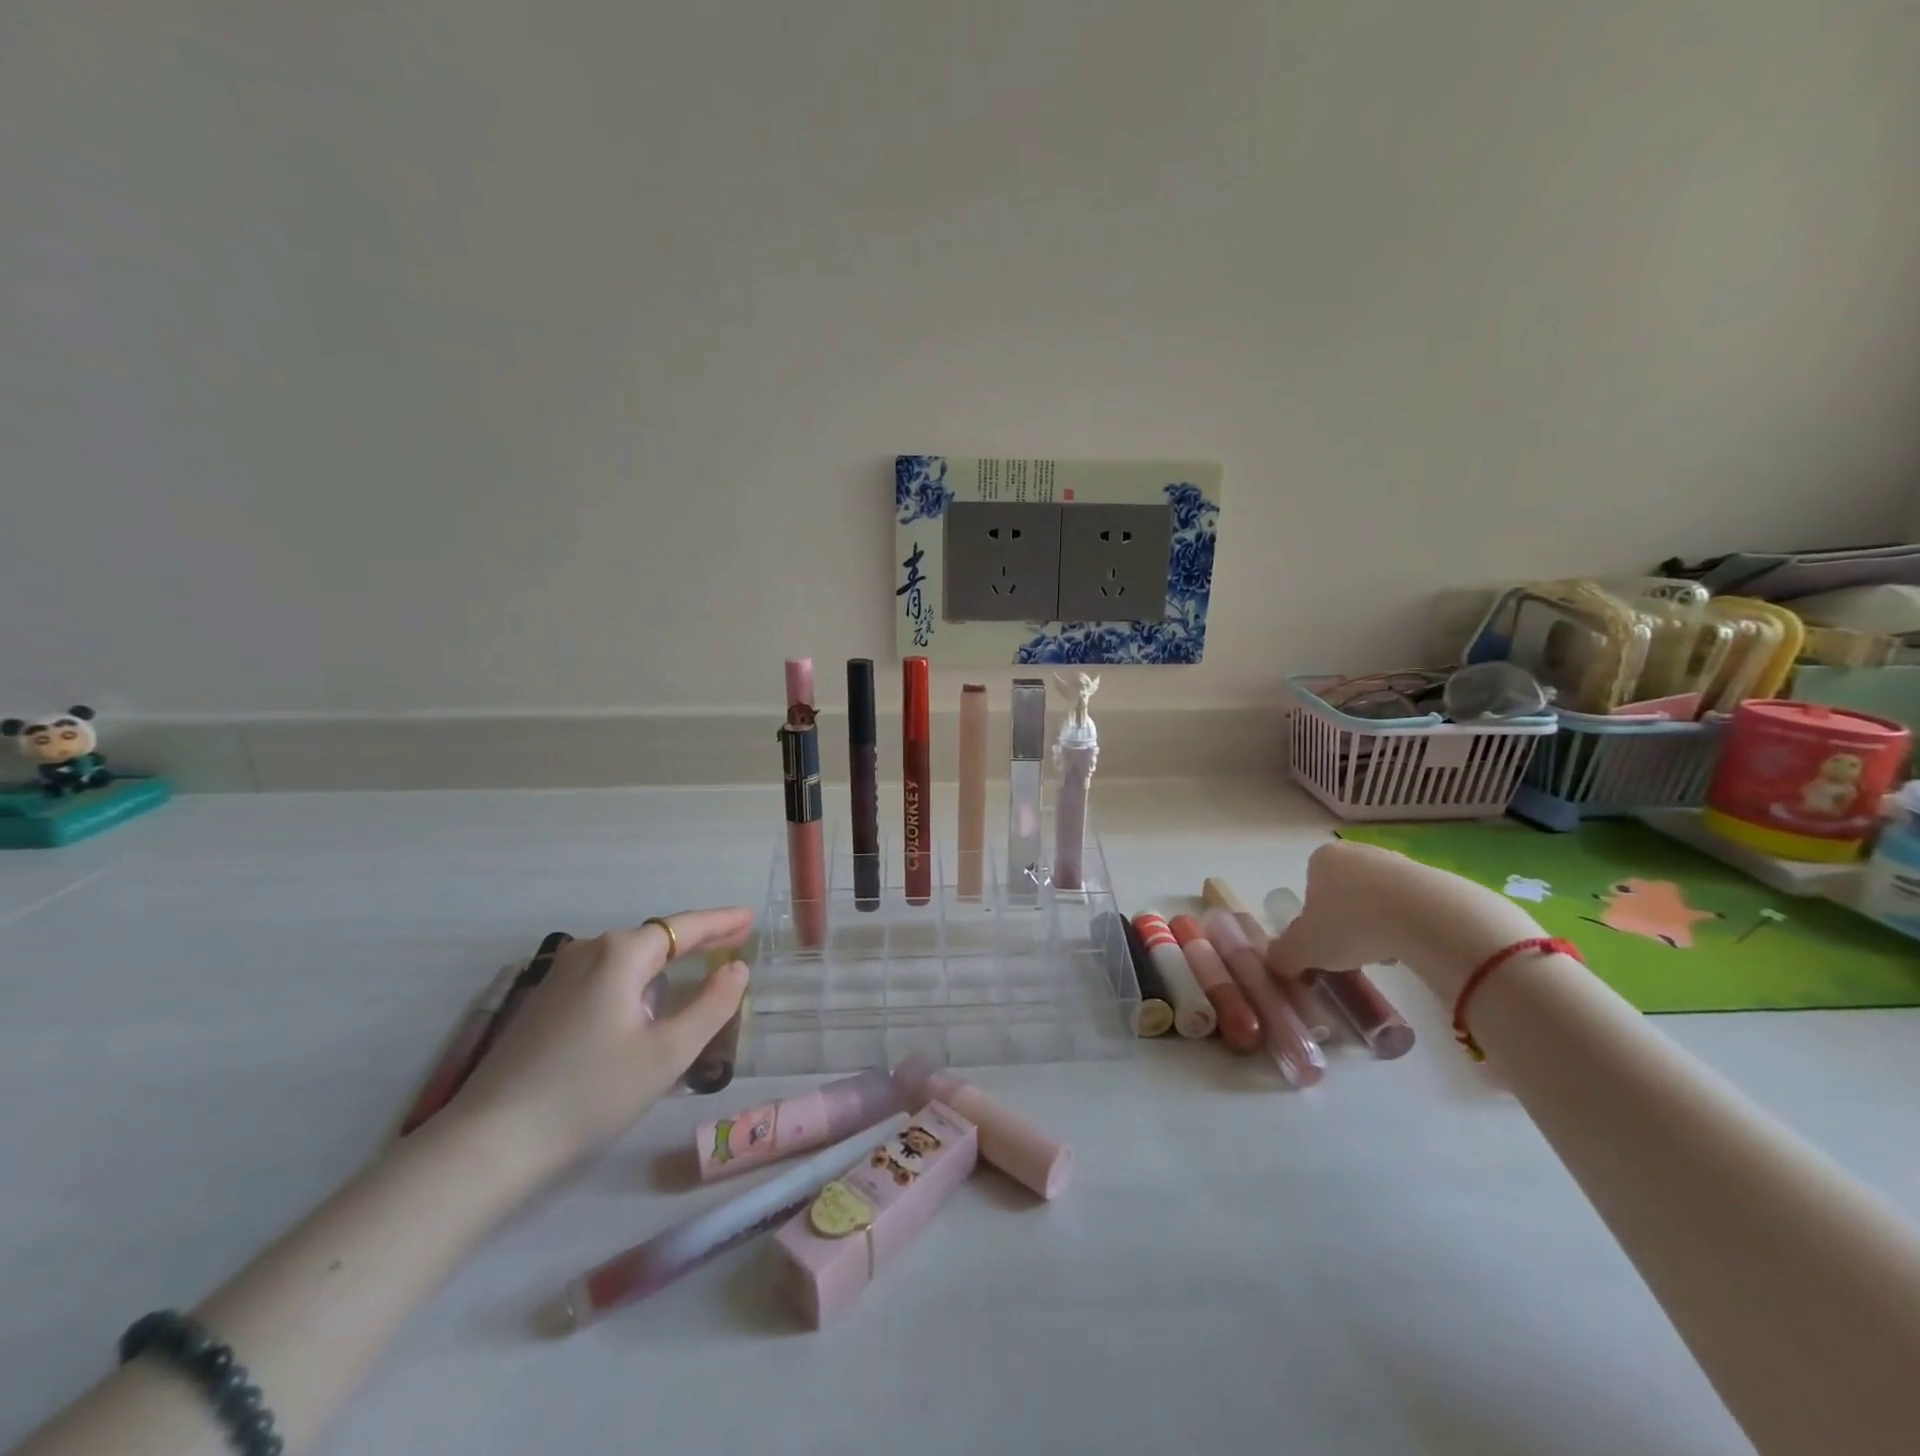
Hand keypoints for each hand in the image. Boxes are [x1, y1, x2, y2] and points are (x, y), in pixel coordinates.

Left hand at [443, 909, 752, 1187]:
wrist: (491, 1142)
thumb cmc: (591, 1092)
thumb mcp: (668, 1053)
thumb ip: (712, 1005)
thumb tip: (736, 969)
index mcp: (621, 955)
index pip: (684, 928)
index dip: (721, 921)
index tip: (750, 917)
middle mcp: (589, 952)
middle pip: (655, 937)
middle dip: (696, 939)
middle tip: (735, 939)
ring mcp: (559, 976)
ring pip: (627, 958)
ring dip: (665, 960)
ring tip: (697, 967)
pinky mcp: (543, 1003)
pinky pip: (605, 976)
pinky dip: (637, 978)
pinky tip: (644, 1001)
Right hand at [1271, 841, 1544, 1001]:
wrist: (1427, 917)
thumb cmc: (1352, 925)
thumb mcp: (1304, 949)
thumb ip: (1283, 956)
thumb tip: (1277, 964)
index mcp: (1321, 859)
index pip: (1310, 889)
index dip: (1315, 921)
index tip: (1326, 945)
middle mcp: (1357, 852)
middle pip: (1344, 894)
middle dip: (1347, 924)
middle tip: (1353, 954)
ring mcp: (1398, 862)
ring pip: (1378, 901)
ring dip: (1378, 927)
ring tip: (1386, 954)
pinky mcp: (1434, 879)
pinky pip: (1412, 907)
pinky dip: (1408, 927)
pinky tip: (1412, 947)